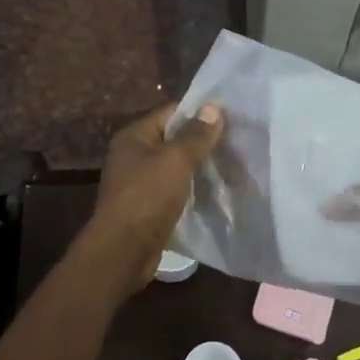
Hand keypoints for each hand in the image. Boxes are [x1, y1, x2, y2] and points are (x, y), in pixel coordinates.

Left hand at [85, 102, 224, 292]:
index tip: (231, 115)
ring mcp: (139, 182)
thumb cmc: (147, 197)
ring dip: (199, 166)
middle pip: (174, 139)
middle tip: (236, 140)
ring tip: (232, 163)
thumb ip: (196, 134)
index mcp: (134, 136)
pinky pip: (175, 189)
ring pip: (176, 166)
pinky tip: (216, 190)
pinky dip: (192, 188)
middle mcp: (133, 155)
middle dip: (202, 141)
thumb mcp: (176, 160)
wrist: (123, 251)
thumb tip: (213, 107)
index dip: (200, 112)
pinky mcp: (148, 206)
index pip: (171, 112)